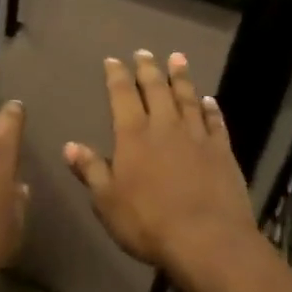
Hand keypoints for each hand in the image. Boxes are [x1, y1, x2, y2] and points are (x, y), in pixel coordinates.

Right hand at [63, 51, 255, 278]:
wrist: (208, 240)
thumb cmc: (148, 222)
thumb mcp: (107, 201)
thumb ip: (91, 170)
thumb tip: (70, 145)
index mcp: (133, 136)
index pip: (122, 96)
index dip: (116, 76)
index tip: (113, 60)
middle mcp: (165, 127)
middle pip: (156, 89)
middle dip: (148, 68)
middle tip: (144, 52)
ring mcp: (196, 137)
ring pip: (187, 98)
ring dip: (181, 78)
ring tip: (177, 58)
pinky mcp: (222, 152)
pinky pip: (214, 122)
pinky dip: (210, 109)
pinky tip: (208, 101)